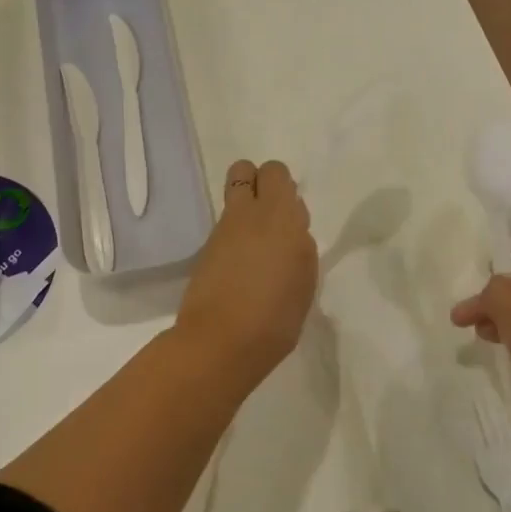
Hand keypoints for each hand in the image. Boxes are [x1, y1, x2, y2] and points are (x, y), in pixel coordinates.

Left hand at [176, 159, 317, 384]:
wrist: (221, 341)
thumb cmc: (276, 317)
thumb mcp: (305, 281)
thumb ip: (299, 247)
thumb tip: (290, 234)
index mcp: (281, 216)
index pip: (276, 173)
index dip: (282, 186)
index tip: (291, 214)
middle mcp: (248, 213)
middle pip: (244, 170)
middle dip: (258, 182)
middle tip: (272, 217)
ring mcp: (222, 230)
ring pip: (232, 196)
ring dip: (245, 209)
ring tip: (258, 248)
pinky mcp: (205, 249)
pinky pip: (224, 226)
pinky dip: (234, 236)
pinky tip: (242, 267)